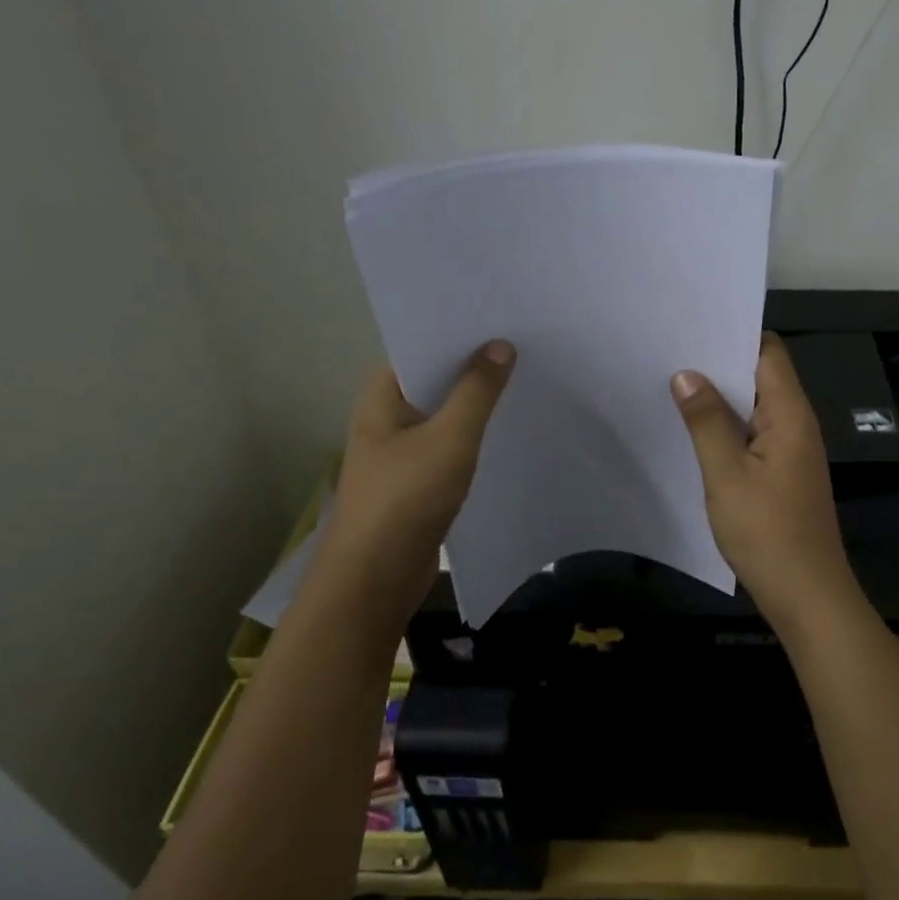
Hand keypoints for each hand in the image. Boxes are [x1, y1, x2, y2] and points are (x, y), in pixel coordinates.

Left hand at [318, 340, 515, 618]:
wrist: (376, 578)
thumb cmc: (406, 498)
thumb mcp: (449, 438)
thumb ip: (477, 392)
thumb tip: (500, 345)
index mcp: (381, 397)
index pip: (419, 348)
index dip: (456, 334)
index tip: (499, 320)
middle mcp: (386, 417)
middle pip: (434, 380)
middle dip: (473, 367)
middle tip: (522, 347)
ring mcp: (400, 451)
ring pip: (444, 415)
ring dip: (475, 404)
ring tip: (522, 382)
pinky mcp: (416, 481)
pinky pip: (449, 446)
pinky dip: (473, 437)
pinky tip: (506, 431)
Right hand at [671, 334, 862, 630]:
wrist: (806, 595)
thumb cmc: (767, 532)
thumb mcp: (726, 474)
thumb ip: (706, 421)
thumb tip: (687, 374)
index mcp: (790, 414)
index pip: (768, 352)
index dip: (733, 335)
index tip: (691, 327)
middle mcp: (796, 424)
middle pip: (760, 377)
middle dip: (719, 365)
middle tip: (669, 354)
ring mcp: (791, 451)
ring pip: (754, 408)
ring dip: (720, 399)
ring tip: (673, 386)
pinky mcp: (782, 474)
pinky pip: (753, 436)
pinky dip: (727, 428)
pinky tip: (694, 432)